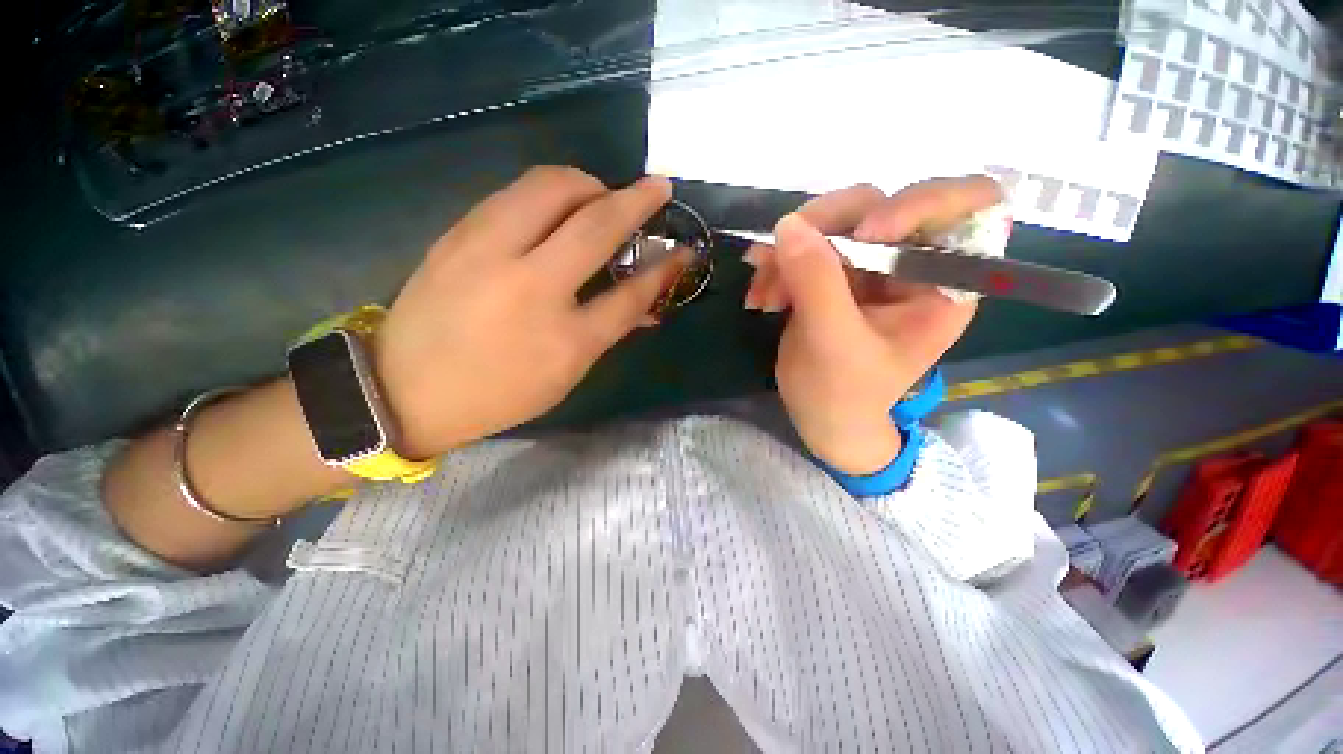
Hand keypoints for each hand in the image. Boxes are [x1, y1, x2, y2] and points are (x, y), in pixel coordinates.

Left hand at [374, 167, 690, 458]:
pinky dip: (548, 191)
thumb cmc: (499, 392)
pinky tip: (555, 209)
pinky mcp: (457, 233)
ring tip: (601, 199)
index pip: (630, 293)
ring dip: (589, 184)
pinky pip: (514, 192)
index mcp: (564, 338)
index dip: (663, 268)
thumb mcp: (566, 373)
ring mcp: (486, 250)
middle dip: (633, 198)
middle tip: (649, 194)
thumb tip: (646, 298)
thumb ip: (609, 328)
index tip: (683, 249)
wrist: (405, 389)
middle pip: (593, 218)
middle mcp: (528, 284)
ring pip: (548, 185)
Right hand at [744, 177, 1005, 475]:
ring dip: (788, 254)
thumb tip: (789, 224)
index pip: (968, 203)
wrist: (821, 417)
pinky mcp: (834, 273)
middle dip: (822, 232)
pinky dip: (778, 265)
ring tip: (764, 295)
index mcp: (943, 283)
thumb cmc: (843, 395)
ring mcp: (868, 266)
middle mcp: (911, 263)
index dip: (920, 202)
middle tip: (780, 260)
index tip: (865, 233)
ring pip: (831, 224)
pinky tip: (761, 295)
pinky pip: (805, 246)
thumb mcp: (834, 343)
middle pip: (878, 205)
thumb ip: (817, 282)